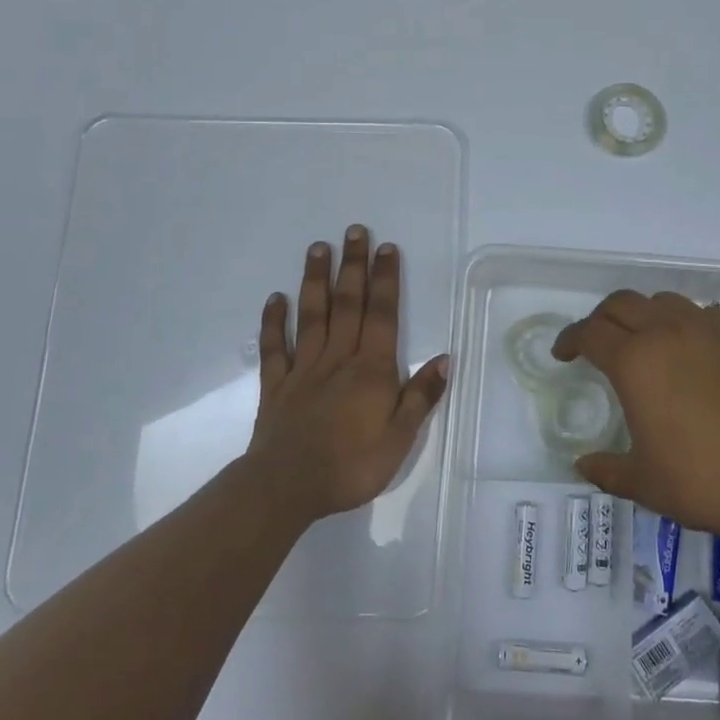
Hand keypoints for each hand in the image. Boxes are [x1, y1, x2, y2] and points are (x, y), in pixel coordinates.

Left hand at [246, 227, 449, 523]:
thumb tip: (445, 358)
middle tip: (353, 230)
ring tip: (317, 248)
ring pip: (312, 316)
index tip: (385, 248)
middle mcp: (338, 359)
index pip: (382, 315)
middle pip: (347, 304)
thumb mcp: (400, 438)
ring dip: (316, 280)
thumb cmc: (351, 465)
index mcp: (371, 370)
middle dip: (353, 266)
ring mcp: (304, 369)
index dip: (385, 280)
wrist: (287, 488)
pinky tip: (275, 299)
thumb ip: (421, 396)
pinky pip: (275, 348)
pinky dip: (274, 322)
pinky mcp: (276, 385)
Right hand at [553, 291, 719, 544]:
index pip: (589, 333)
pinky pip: (705, 313)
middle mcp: (668, 332)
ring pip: (664, 301)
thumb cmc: (706, 482)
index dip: (570, 339)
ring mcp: (710, 328)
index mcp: (635, 362)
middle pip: (622, 303)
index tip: (564, 354)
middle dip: (601, 318)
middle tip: (598, 342)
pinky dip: (687, 323)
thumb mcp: (645, 483)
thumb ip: (607, 469)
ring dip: (645, 315)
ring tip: (647, 342)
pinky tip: (695, 350)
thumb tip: (582, 464)